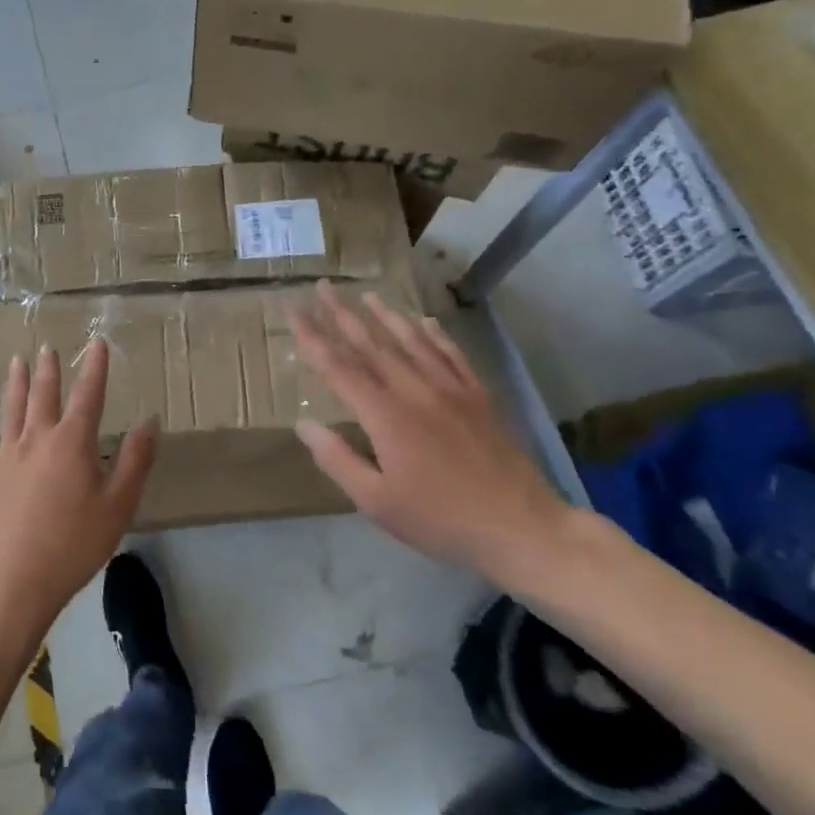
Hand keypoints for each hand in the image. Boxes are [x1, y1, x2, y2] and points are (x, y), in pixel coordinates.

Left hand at [0, 341, 156, 634]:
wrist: (13, 579)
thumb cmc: (73, 543)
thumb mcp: (118, 505)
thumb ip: (135, 460)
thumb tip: (148, 421)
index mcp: (72, 442)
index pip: (88, 395)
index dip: (95, 368)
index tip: (98, 343)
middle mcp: (37, 438)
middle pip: (44, 395)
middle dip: (49, 370)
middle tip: (48, 347)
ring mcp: (8, 456)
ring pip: (12, 410)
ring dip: (16, 384)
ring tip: (16, 362)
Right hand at [290, 281, 568, 580]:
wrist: (520, 527)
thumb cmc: (440, 519)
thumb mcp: (376, 502)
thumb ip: (338, 460)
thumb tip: (305, 424)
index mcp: (385, 416)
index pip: (339, 367)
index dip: (313, 337)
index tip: (294, 310)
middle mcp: (415, 391)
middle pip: (372, 344)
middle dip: (343, 313)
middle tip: (323, 286)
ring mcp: (451, 390)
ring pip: (412, 341)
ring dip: (386, 315)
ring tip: (366, 294)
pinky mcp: (478, 397)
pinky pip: (452, 355)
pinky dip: (435, 334)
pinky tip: (425, 321)